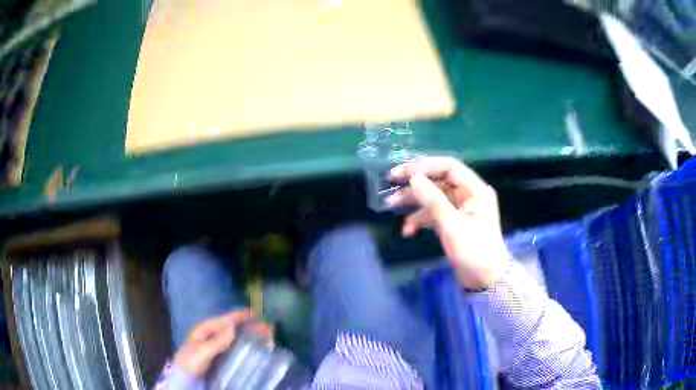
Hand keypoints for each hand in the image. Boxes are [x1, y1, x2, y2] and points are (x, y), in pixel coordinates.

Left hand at [173, 310, 272, 376]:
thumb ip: (218, 341)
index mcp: (205, 328)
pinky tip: (254, 347)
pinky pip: (234, 346)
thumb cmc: (191, 362)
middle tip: (268, 328)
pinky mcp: (219, 354)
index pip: (226, 319)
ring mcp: (215, 344)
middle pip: (233, 326)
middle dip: (249, 326)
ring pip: (235, 336)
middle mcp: (211, 333)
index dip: (241, 315)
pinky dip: (245, 344)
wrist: (185, 377)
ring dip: (249, 335)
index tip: (258, 313)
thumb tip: (234, 327)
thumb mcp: (202, 351)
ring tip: (265, 336)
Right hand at [387, 157, 508, 289]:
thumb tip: (414, 178)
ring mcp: (460, 209)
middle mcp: (468, 195)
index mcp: (475, 190)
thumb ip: (433, 201)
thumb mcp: (452, 226)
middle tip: (391, 182)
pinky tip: (407, 230)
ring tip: (391, 205)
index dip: (425, 166)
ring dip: (413, 201)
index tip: (402, 172)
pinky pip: (434, 214)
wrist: (486, 280)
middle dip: (415, 183)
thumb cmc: (474, 251)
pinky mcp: (453, 222)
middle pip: (438, 181)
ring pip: (433, 197)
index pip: (449, 167)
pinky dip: (420, 219)